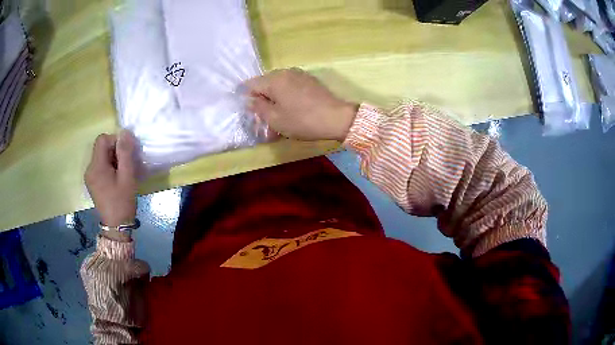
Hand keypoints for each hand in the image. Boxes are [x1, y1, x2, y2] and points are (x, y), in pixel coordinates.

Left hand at [85, 131, 137, 229]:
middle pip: (101, 147)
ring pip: (101, 157)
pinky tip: (117, 178)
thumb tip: (125, 132)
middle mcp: (89, 168)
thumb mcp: (127, 176)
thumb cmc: (122, 201)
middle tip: (127, 164)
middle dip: (115, 151)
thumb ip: (125, 153)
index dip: (115, 141)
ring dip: (113, 159)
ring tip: (123, 173)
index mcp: (96, 166)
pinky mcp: (92, 182)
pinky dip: (110, 167)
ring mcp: (90, 176)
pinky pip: (100, 166)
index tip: (126, 154)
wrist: (116, 226)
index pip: (102, 139)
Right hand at [245, 68, 358, 140]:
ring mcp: (299, 74)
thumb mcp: (275, 119)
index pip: (251, 84)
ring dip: (275, 96)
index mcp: (273, 80)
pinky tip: (292, 107)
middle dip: (262, 97)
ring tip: (279, 113)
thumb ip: (259, 108)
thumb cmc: (302, 120)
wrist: (336, 118)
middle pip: (265, 82)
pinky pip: (291, 84)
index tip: (252, 112)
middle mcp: (285, 72)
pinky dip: (287, 94)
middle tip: (265, 115)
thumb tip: (250, 100)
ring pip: (278, 83)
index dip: (247, 98)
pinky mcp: (310, 79)